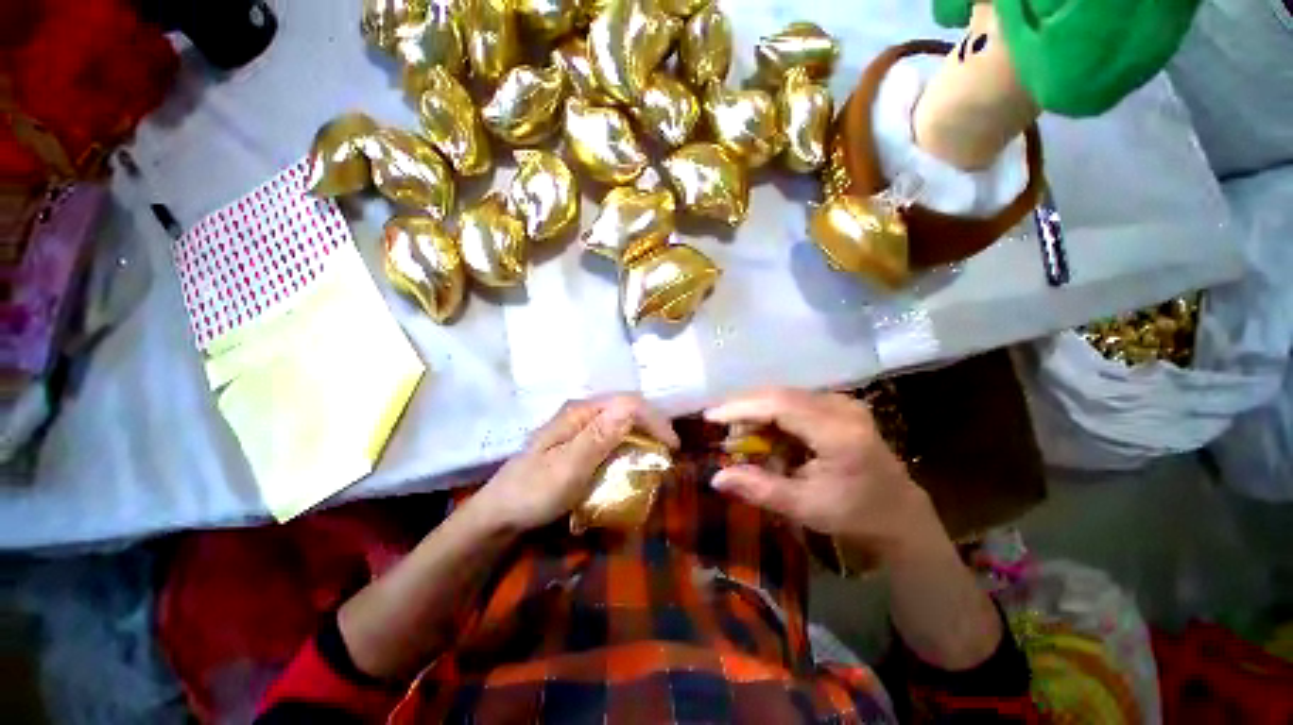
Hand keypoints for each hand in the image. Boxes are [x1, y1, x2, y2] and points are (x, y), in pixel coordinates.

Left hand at [469, 394, 679, 533]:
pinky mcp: (579, 439)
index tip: (673, 446)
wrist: (501, 511)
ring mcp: (579, 425)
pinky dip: (629, 442)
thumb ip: (597, 438)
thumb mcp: (567, 468)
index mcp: (580, 413)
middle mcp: (582, 412)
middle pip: (626, 407)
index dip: (655, 420)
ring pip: (621, 419)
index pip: (627, 403)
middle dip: (652, 424)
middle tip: (668, 449)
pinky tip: (633, 456)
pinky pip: (612, 433)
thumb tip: (629, 409)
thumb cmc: (533, 491)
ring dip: (642, 433)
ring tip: (657, 452)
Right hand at [705, 387, 936, 558]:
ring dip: (756, 410)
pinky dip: (772, 414)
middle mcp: (842, 407)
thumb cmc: (855, 515)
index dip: (741, 408)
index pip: (780, 406)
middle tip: (717, 423)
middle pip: (780, 395)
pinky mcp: (839, 405)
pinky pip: (795, 401)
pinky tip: (761, 431)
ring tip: (735, 431)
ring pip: (785, 395)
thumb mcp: (805, 507)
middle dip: (744, 407)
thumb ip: (759, 489)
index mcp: (838, 433)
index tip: (710, 416)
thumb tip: (716, 478)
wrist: (900, 513)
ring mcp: (843, 402)